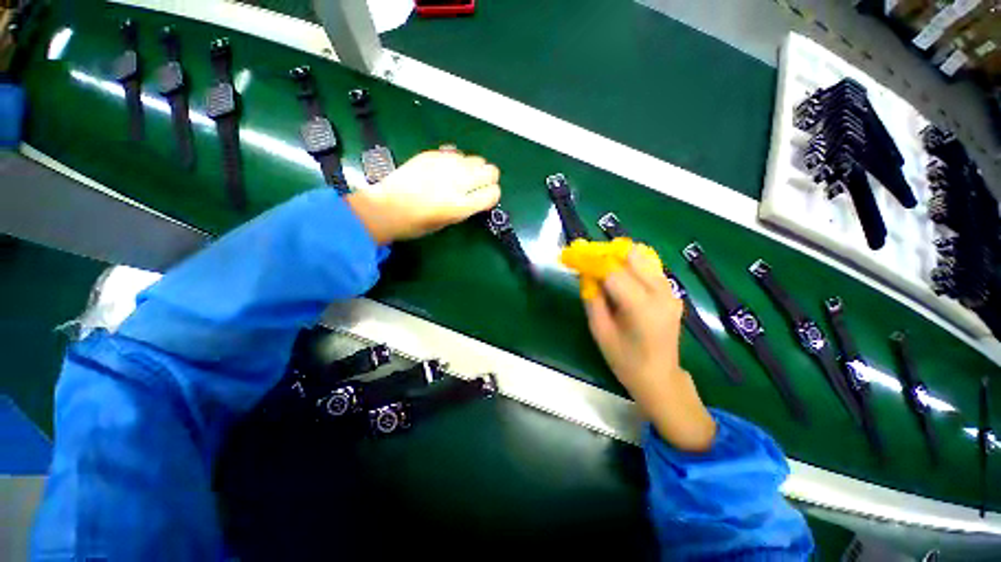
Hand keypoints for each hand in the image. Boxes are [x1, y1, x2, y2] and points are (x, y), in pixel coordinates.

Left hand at [346, 148, 500, 244]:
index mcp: (460, 205)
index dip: (492, 196)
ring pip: (476, 159)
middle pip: (491, 171)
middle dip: (489, 179)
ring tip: (463, 176)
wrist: (384, 208)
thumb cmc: (415, 224)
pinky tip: (447, 169)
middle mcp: (457, 182)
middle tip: (479, 185)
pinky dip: (457, 161)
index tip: (486, 199)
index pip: (493, 193)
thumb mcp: (446, 223)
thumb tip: (476, 196)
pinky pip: (456, 153)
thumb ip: (465, 208)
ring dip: (475, 168)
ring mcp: (444, 166)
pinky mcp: (431, 154)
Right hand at [585, 250, 715, 451]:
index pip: (612, 270)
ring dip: (617, 256)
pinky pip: (648, 266)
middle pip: (631, 254)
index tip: (571, 254)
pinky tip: (617, 276)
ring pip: (642, 256)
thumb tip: (584, 272)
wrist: (660, 377)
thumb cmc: (625, 360)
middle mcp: (660, 292)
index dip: (589, 259)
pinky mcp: (672, 292)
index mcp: (641, 306)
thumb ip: (592, 298)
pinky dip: (630, 264)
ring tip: (599, 266)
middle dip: (604, 252)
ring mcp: (670, 290)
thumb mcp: (600, 330)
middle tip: (586, 259)